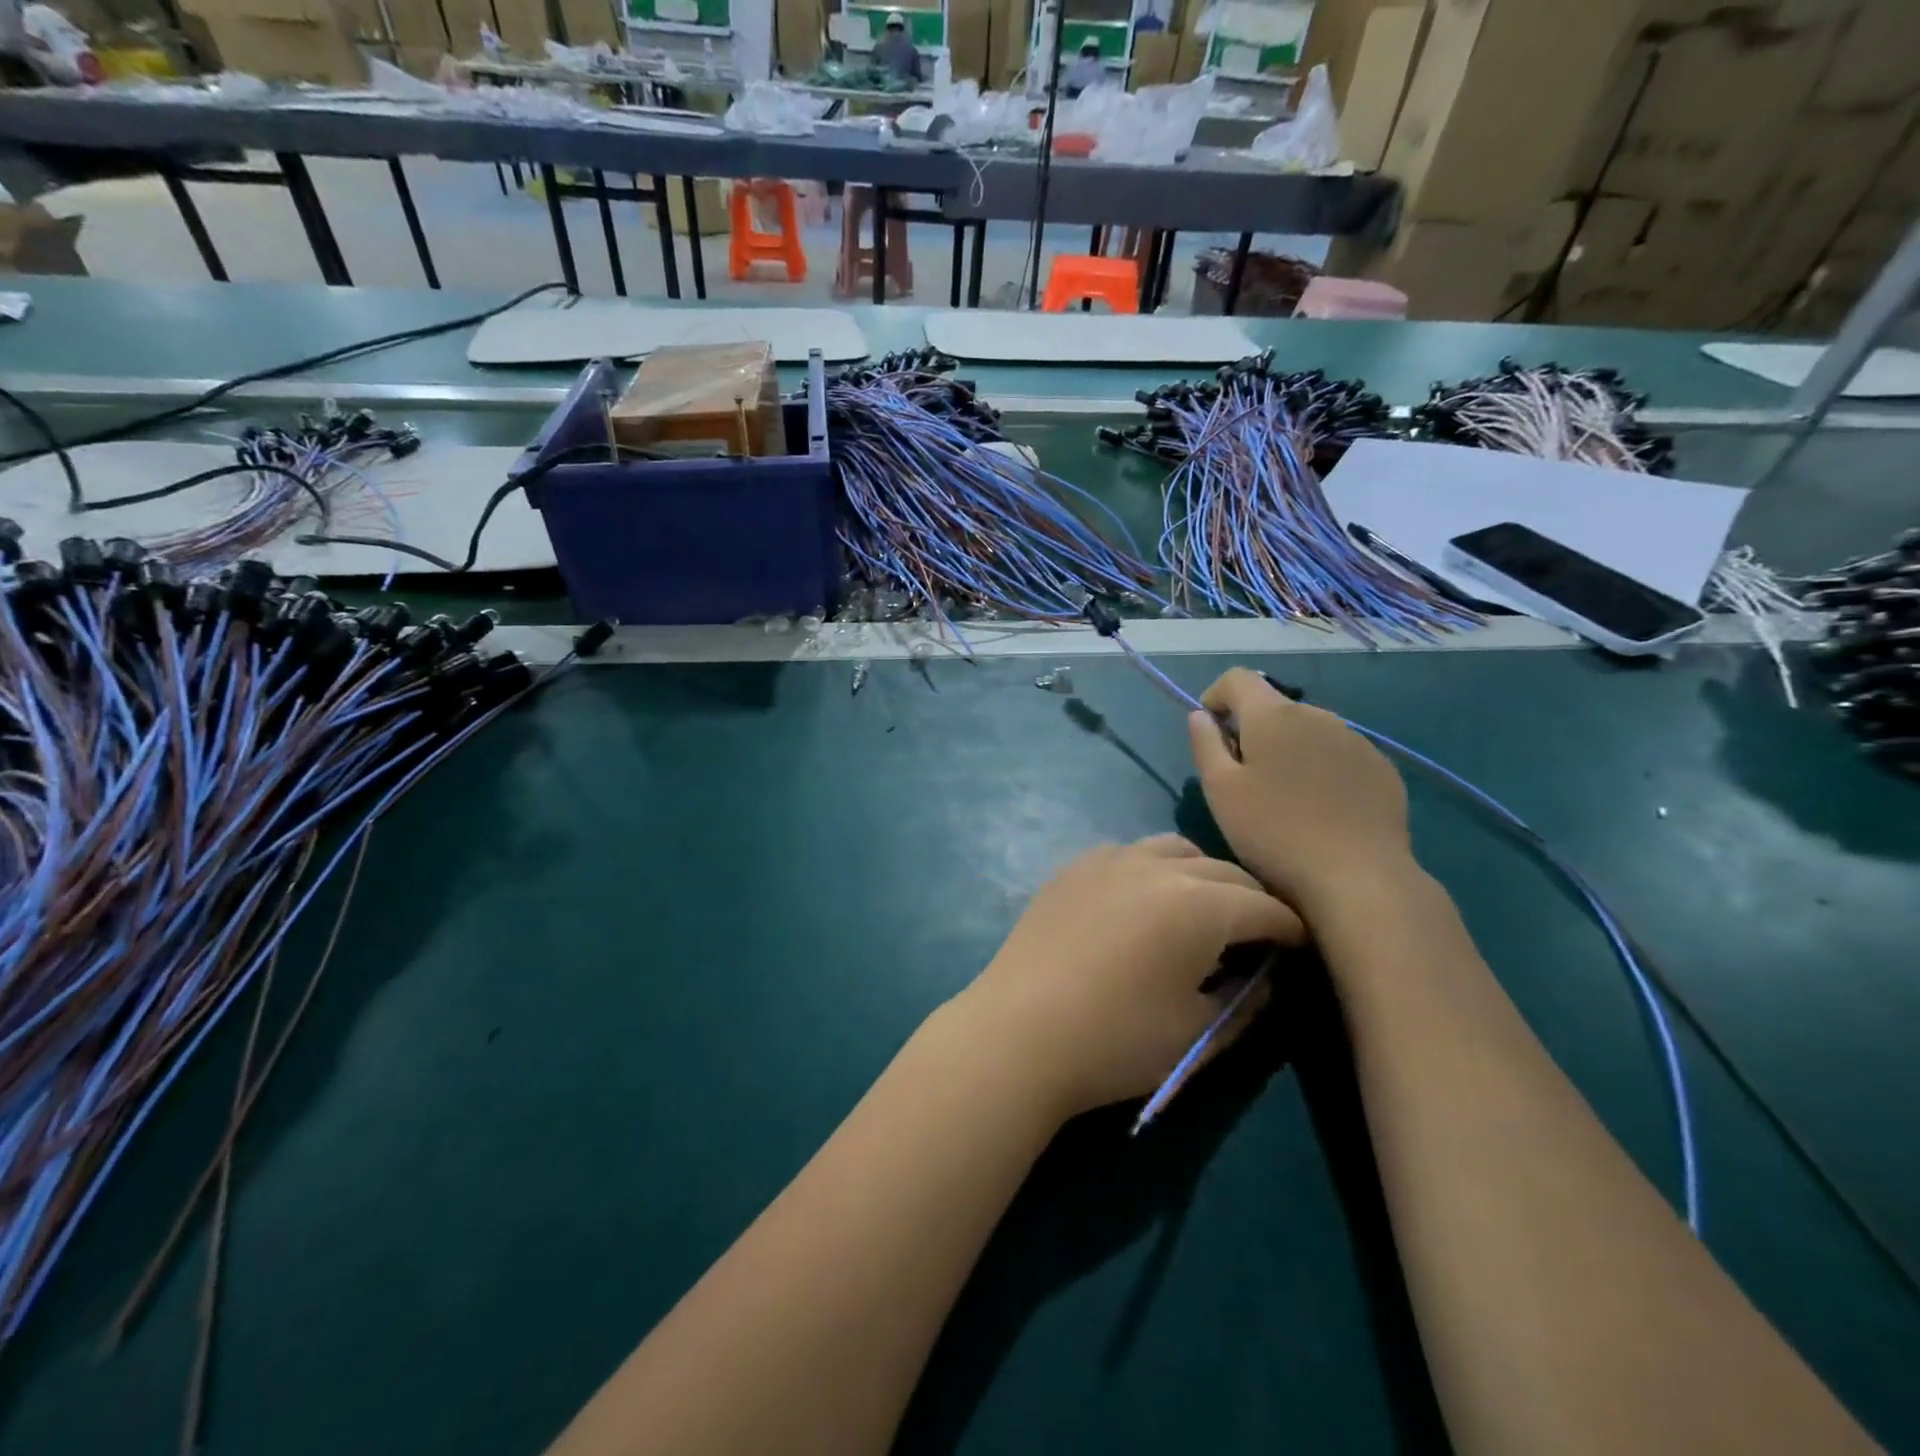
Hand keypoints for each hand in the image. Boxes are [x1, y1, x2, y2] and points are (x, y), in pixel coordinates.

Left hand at [949, 834, 1304, 1119]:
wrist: (1019, 1031)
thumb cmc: (1117, 1041)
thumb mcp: (1196, 1034)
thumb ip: (1243, 1003)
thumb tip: (1261, 980)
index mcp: (1199, 904)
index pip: (1264, 907)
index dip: (1290, 929)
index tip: (1299, 947)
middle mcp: (1157, 867)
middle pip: (1223, 871)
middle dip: (1250, 899)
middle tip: (1255, 935)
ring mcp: (1109, 860)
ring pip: (1174, 850)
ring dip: (1200, 875)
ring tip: (1199, 911)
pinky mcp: (1073, 868)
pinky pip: (1127, 853)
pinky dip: (1151, 869)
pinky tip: (1141, 902)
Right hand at [1189, 669, 1414, 916]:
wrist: (1359, 878)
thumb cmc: (1274, 833)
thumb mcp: (1220, 790)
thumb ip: (1205, 744)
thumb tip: (1201, 716)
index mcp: (1274, 715)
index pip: (1238, 678)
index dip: (1216, 696)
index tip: (1210, 732)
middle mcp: (1318, 715)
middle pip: (1274, 707)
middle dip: (1252, 730)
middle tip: (1243, 778)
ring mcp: (1357, 741)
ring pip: (1308, 732)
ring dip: (1288, 750)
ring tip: (1283, 798)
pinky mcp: (1382, 769)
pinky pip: (1339, 756)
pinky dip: (1320, 770)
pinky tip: (1320, 810)